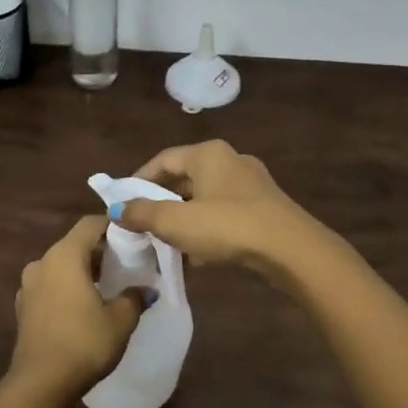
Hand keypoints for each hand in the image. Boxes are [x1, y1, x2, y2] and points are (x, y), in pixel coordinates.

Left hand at [10, 215, 147, 397]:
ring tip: (106, 287)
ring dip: (82, 270)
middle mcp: (42, 262)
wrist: (40, 384)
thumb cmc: (84, 343)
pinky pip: (50, 286)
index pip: (90, 224)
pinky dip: (67, 288)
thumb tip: (145, 289)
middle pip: (74, 244)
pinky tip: (83, 308)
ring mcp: (28, 285)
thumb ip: (134, 297)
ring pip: (60, 266)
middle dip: (100, 251)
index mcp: (64, 255)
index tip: (134, 237)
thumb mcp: (120, 320)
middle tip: (126, 264)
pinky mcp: (23, 307)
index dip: (113, 226)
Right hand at [112, 139, 335, 284]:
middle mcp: (231, 160)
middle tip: (143, 224)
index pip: (163, 160)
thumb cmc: (227, 227)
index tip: (123, 203)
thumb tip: (117, 210)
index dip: (139, 180)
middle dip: (162, 202)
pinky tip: (200, 253)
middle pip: (185, 177)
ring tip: (168, 242)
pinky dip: (208, 227)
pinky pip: (226, 212)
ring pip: (206, 197)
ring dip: (185, 217)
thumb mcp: (176, 222)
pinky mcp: (265, 207)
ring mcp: (252, 184)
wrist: (291, 250)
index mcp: (208, 154)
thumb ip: (143, 214)